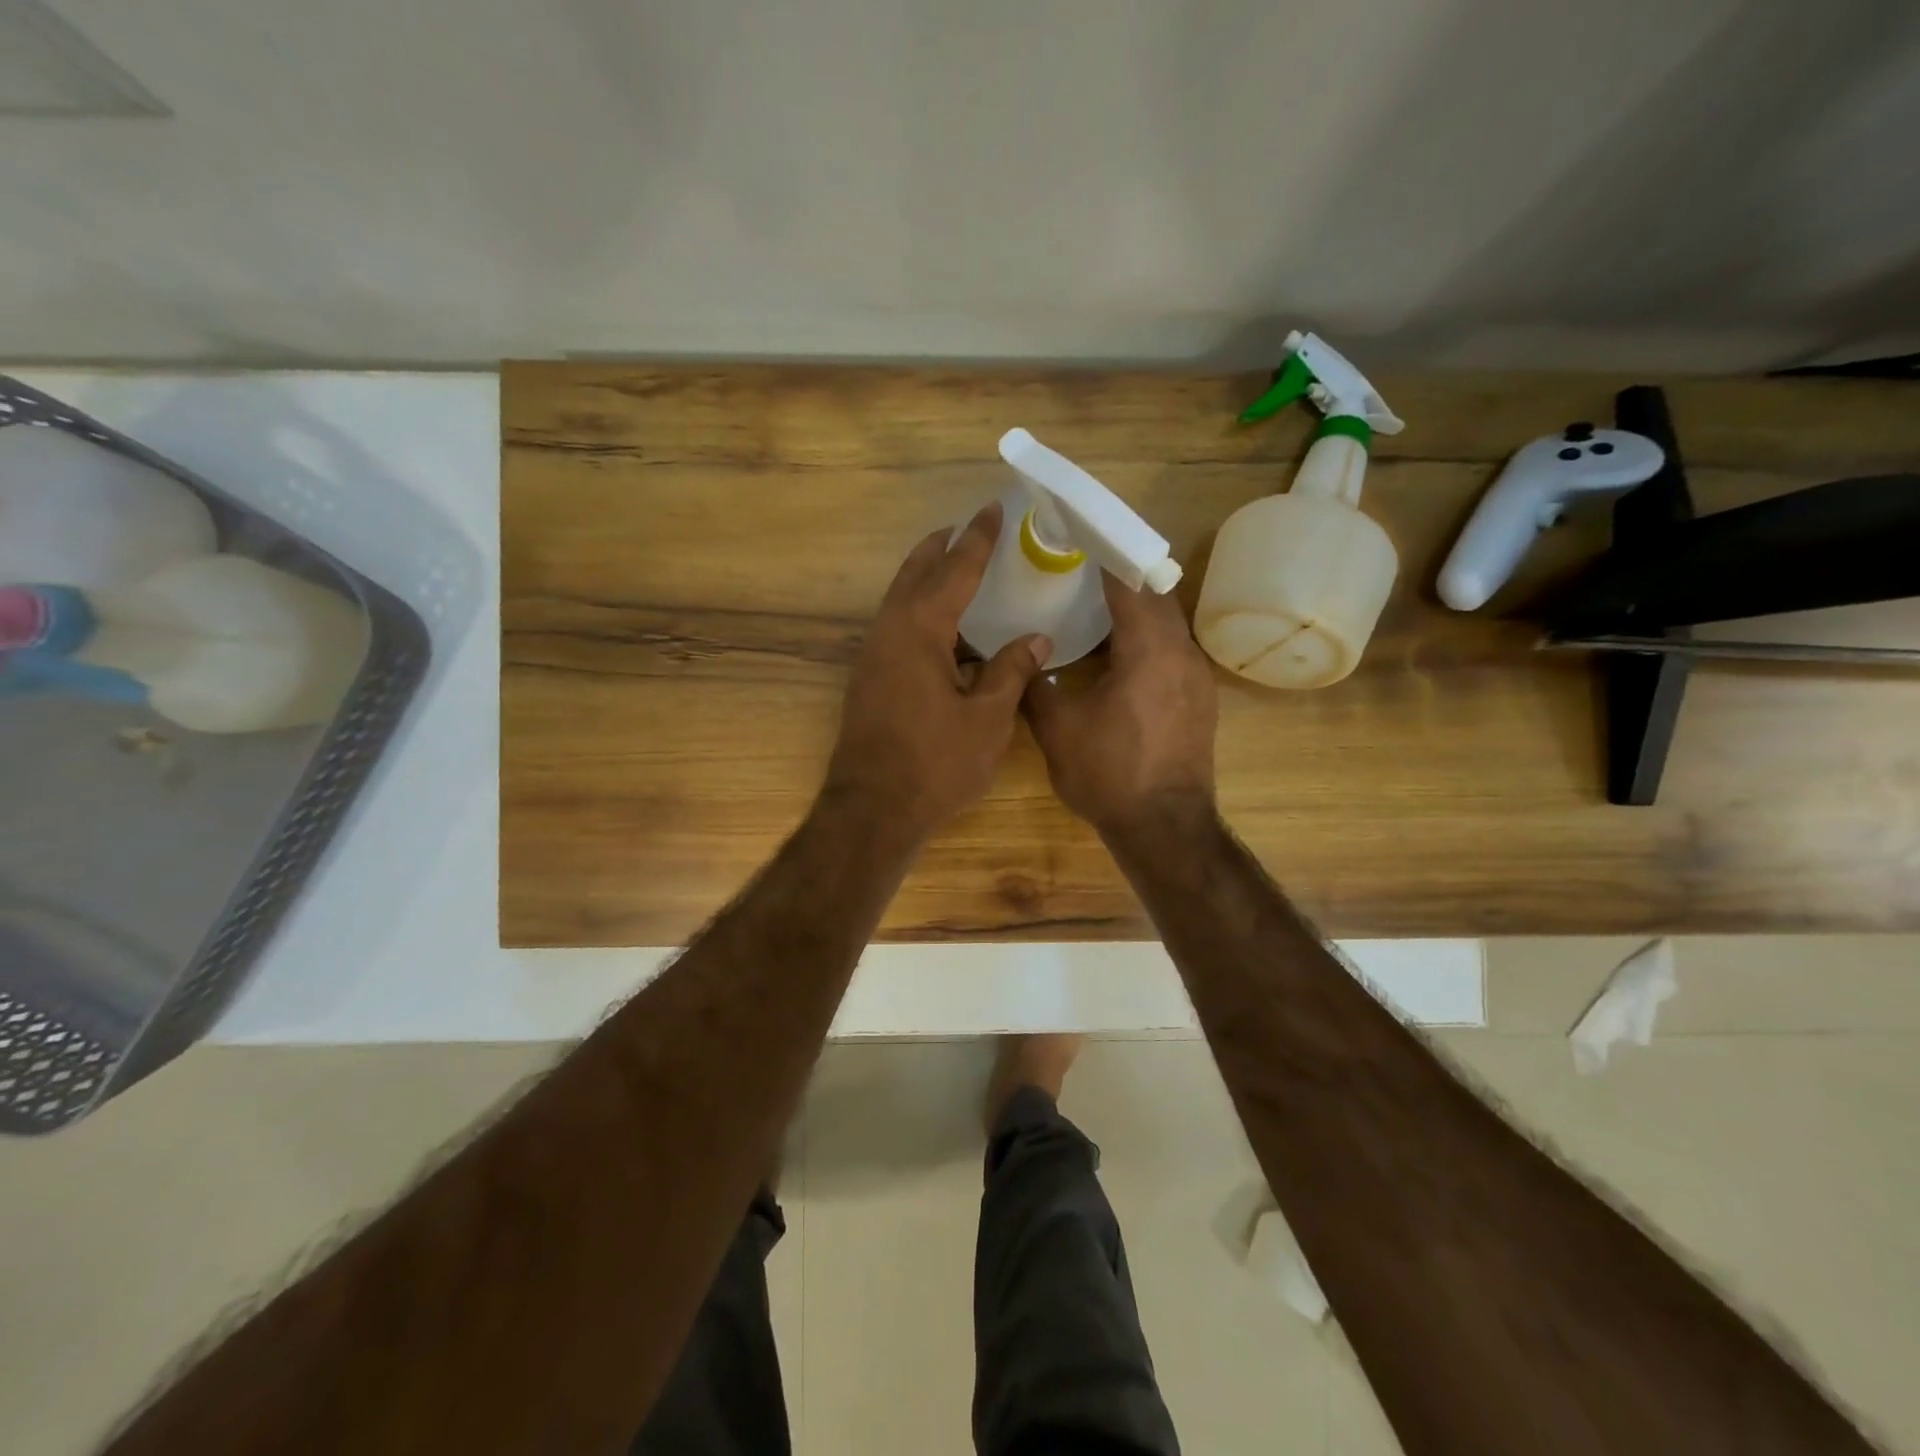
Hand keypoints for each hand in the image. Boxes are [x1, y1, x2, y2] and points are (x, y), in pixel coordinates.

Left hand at [824, 503, 1050, 840]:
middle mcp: (889, 632)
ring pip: (900, 601)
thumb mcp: (987, 718)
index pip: (954, 570)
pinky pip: (897, 628)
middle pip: (915, 574)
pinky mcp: (869, 680)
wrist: (872, 809)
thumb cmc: (935, 763)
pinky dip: (920, 613)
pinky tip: (944, 632)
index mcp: (920, 629)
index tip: (991, 510)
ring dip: (926, 579)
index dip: (977, 540)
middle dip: (940, 548)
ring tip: (956, 571)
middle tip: (965, 529)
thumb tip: (1036, 639)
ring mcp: (873, 656)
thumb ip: (1011, 671)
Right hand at [1024, 573, 1217, 837]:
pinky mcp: (1200, 700)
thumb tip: (1021, 658)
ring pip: (1168, 624)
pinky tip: (1119, 656)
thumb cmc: (1109, 773)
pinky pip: (1173, 651)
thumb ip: (1035, 684)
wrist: (1164, 827)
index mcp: (1149, 649)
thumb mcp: (1057, 728)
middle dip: (1123, 579)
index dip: (1107, 556)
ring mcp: (1197, 677)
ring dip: (1138, 611)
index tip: (1082, 537)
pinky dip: (1148, 640)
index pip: (1131, 582)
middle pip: (1157, 596)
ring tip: (1097, 609)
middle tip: (1083, 570)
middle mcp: (1182, 653)